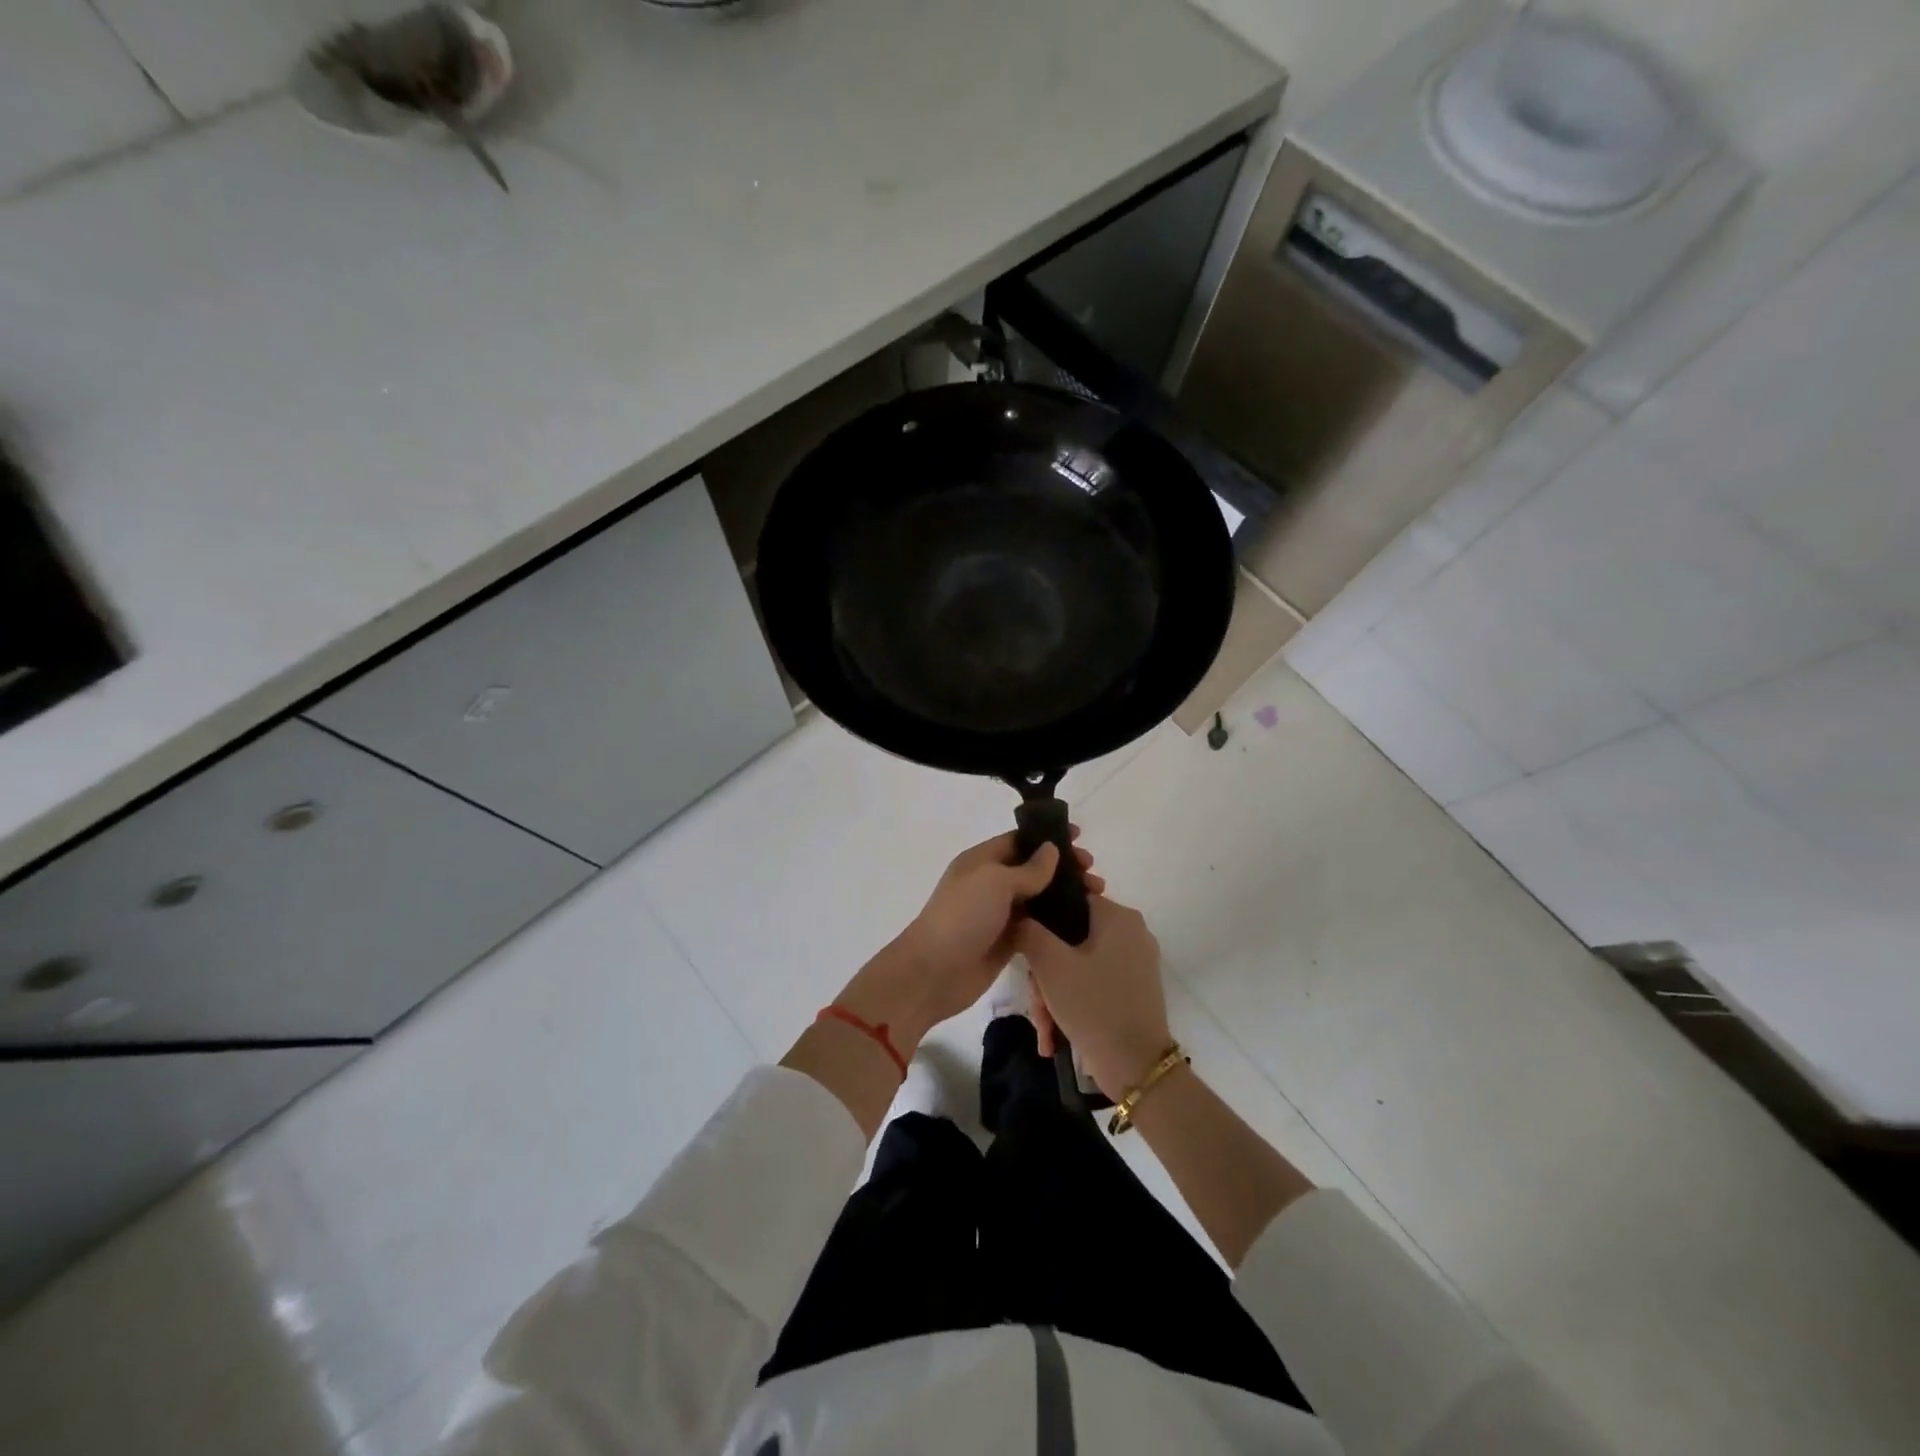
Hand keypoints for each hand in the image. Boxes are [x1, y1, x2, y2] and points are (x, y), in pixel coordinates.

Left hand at [835, 831, 1102, 1051]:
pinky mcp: (1007, 941)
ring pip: (1038, 898)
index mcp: (981, 861)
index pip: (1018, 840)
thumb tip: (1051, 850)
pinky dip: (1057, 921)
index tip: (1080, 837)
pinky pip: (1037, 925)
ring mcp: (998, 914)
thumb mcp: (995, 882)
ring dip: (1065, 894)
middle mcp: (990, 884)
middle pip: (1032, 868)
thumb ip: (1028, 868)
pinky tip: (1083, 922)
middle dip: (1063, 867)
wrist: (934, 972)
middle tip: (1093, 872)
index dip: (1048, 837)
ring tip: (1097, 896)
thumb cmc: (962, 916)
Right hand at [1014, 894, 1168, 1099]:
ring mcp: (1136, 962)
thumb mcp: (1050, 965)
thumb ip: (1028, 931)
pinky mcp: (1136, 989)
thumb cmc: (1093, 1006)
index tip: (1025, 952)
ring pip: (1079, 964)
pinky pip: (1094, 982)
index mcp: (1118, 916)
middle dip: (1045, 972)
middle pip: (1071, 938)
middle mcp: (1132, 932)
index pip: (1069, 899)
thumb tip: (1019, 916)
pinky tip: (1055, 1034)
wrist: (1137, 1068)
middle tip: (1035, 1001)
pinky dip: (1074, 1002)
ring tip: (1045, 1028)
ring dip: (1055, 994)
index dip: (1041, 921)